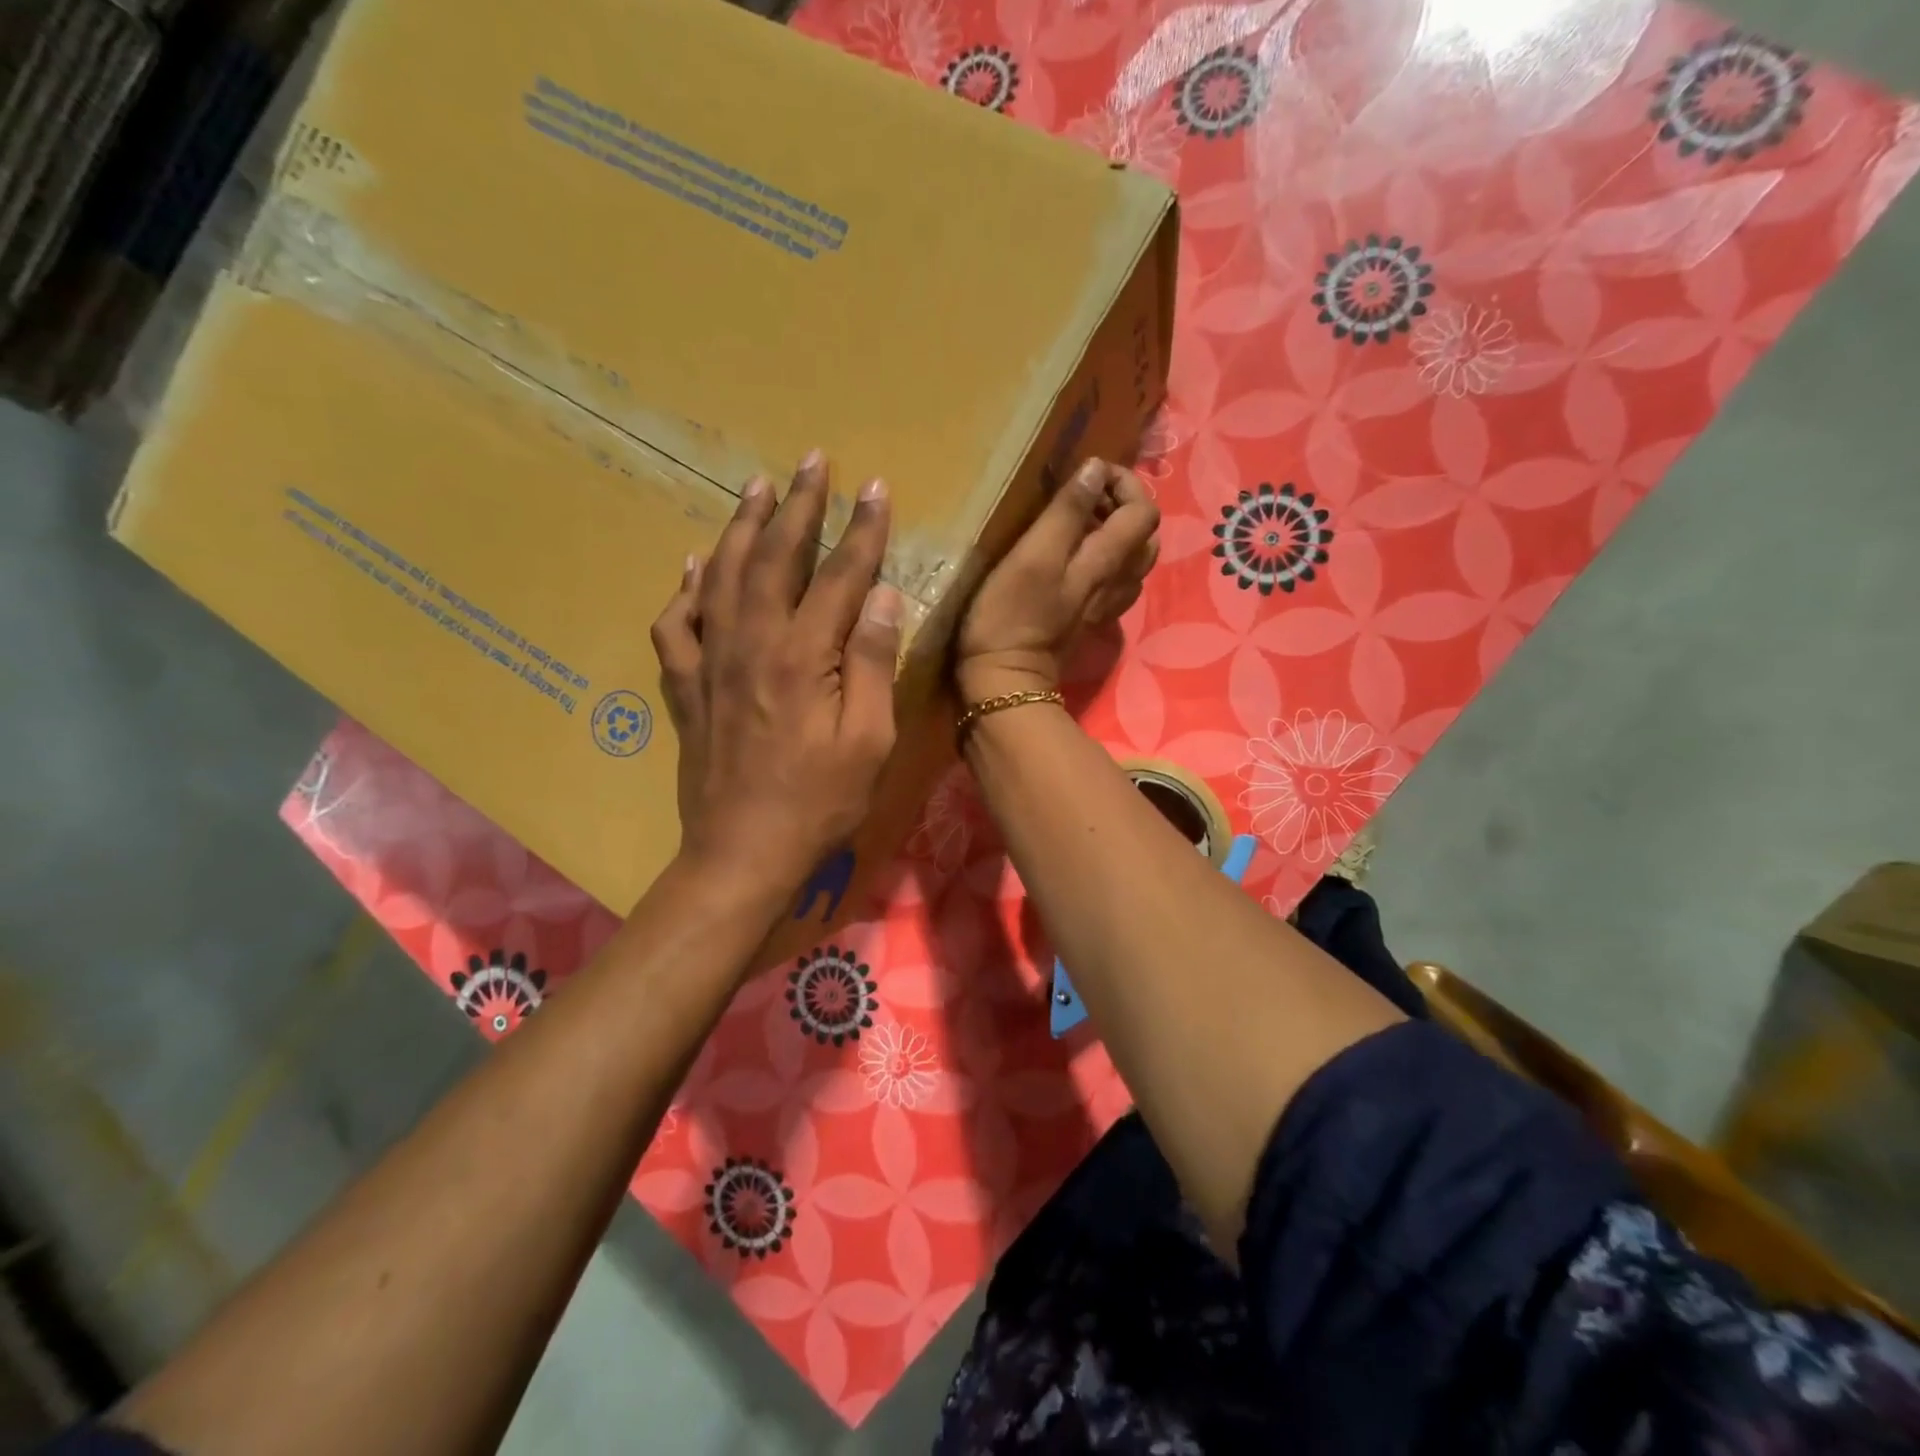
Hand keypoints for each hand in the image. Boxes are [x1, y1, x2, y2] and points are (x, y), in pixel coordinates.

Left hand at [650, 452, 901, 900]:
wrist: (743, 852)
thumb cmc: (820, 802)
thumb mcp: (869, 740)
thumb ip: (873, 663)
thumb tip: (882, 596)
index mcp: (803, 657)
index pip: (839, 576)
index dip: (860, 529)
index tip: (874, 487)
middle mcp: (751, 645)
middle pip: (773, 559)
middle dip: (796, 506)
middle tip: (809, 461)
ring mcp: (711, 664)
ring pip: (720, 577)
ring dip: (739, 527)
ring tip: (753, 488)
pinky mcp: (686, 689)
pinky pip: (675, 625)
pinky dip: (684, 589)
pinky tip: (693, 566)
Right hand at [956, 459, 1158, 702]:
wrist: (1005, 679)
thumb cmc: (1010, 615)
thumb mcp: (1033, 556)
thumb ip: (1067, 512)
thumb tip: (1096, 470)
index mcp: (1107, 560)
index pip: (1143, 510)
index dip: (1124, 483)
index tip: (1089, 473)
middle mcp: (1118, 581)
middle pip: (1146, 534)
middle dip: (1123, 504)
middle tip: (1085, 495)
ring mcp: (1106, 603)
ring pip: (1134, 559)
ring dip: (1116, 531)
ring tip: (1081, 522)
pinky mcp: (1090, 619)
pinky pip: (1116, 580)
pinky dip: (1107, 558)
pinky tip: (1077, 558)